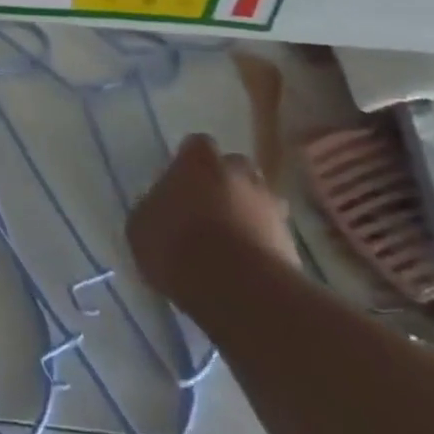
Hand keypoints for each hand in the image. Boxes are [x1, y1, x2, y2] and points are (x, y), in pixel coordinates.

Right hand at [129, 135, 297, 302]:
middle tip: (207, 208)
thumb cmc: (176, 244)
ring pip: (259, 201)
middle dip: (225, 183)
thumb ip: (154, 209)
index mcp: (198, 160)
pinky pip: (273, 236)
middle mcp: (239, 173)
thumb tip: (162, 209)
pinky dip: (261, 246)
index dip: (189, 162)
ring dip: (247, 215)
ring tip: (228, 242)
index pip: (196, 145)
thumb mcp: (141, 226)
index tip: (180, 181)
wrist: (237, 288)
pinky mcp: (292, 243)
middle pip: (235, 168)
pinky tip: (243, 268)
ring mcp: (271, 207)